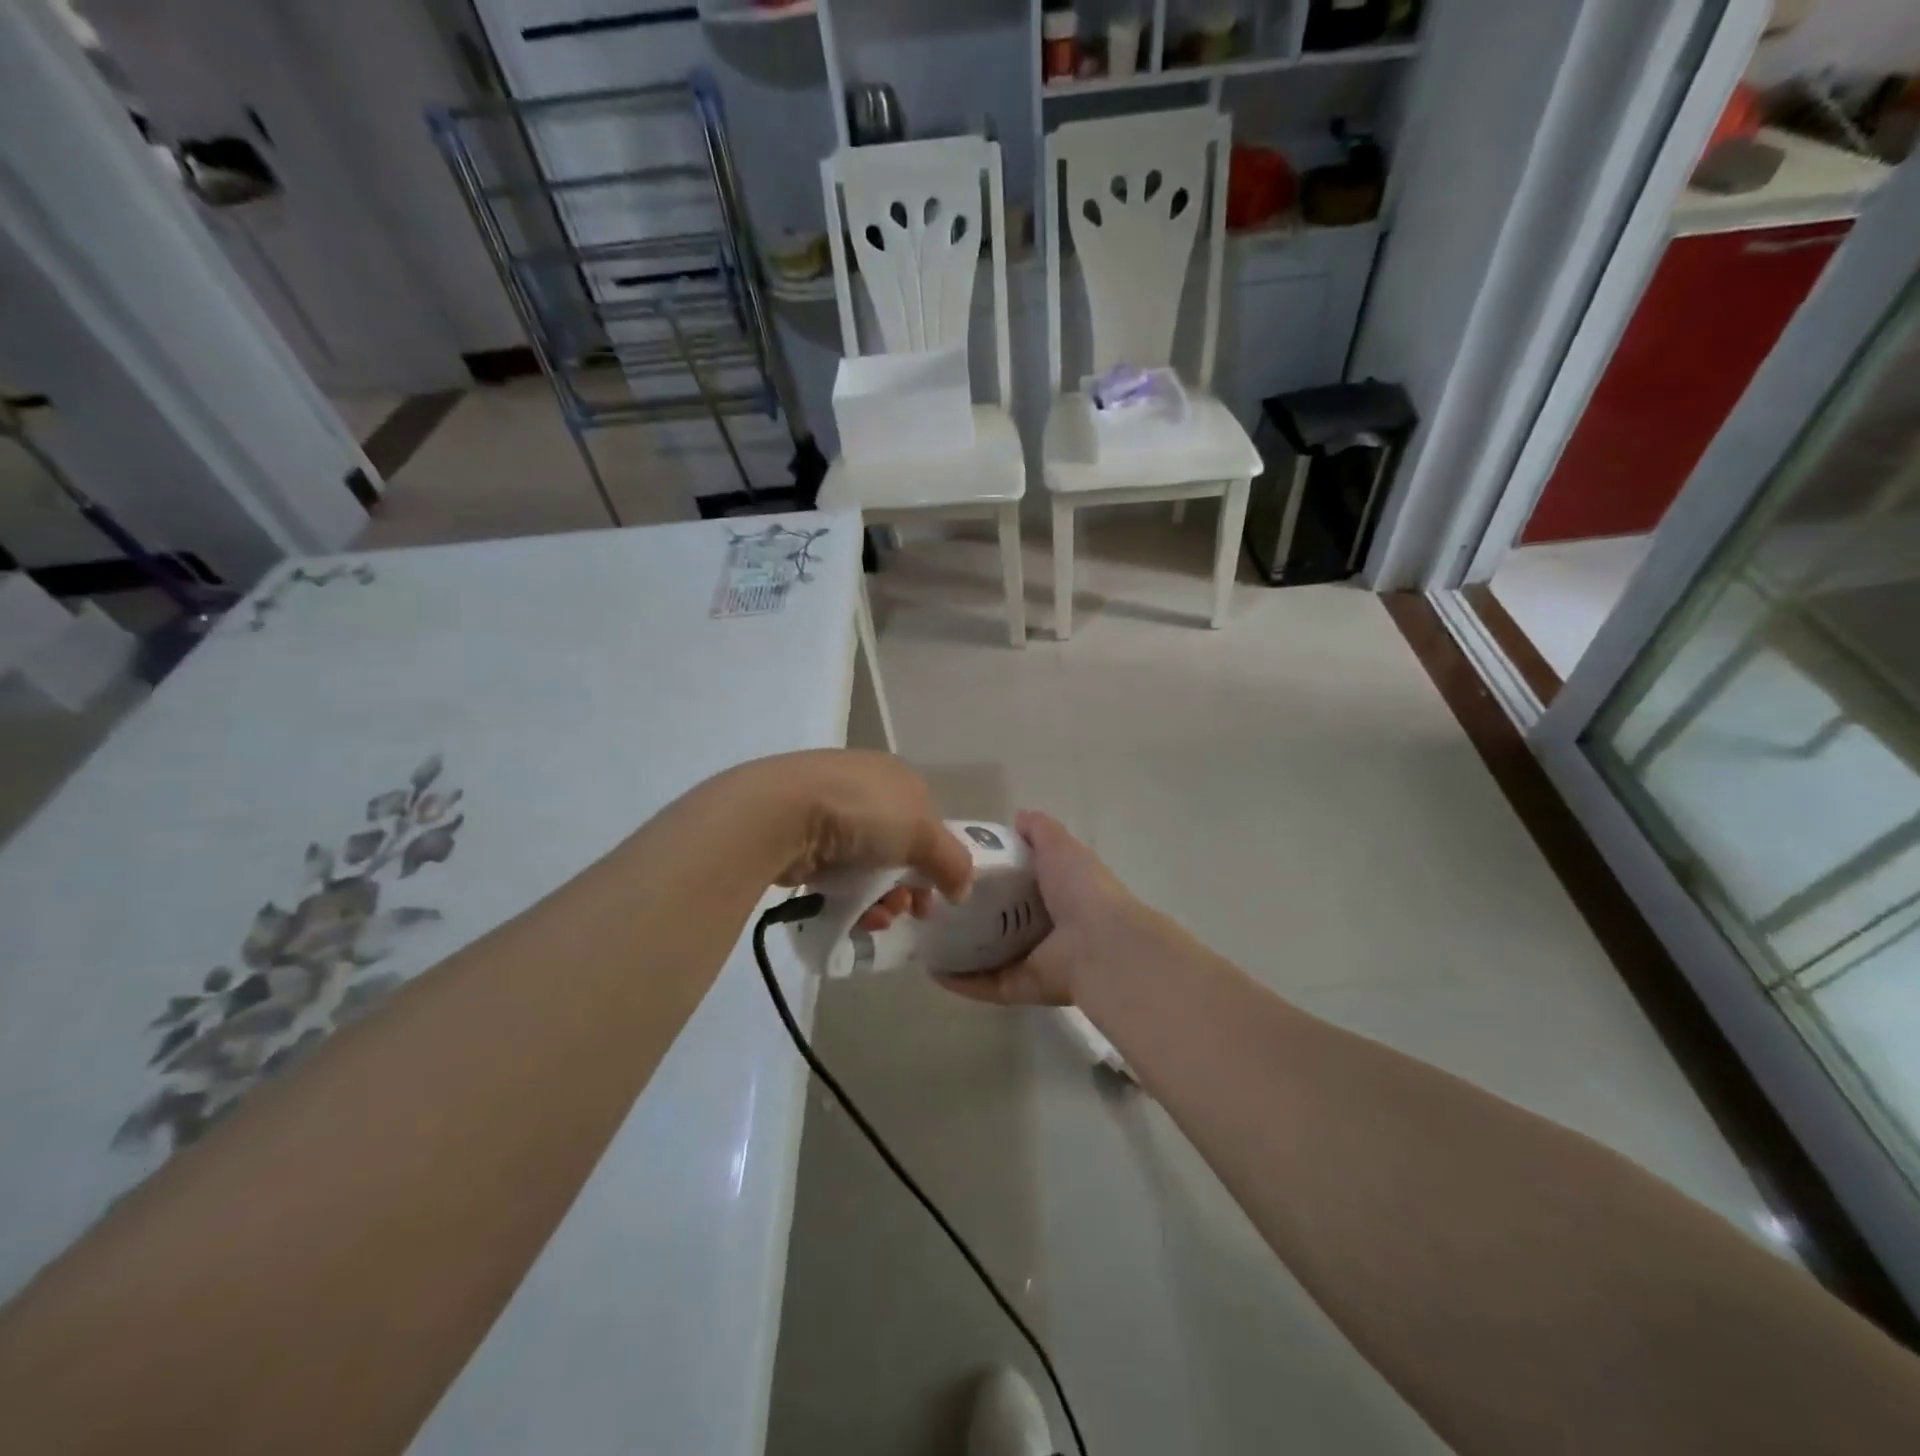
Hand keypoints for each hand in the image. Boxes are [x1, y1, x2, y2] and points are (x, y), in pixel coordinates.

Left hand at [720, 750, 972, 920]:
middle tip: (908, 912)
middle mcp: (864, 787)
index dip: (936, 859)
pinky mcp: (800, 836)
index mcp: (896, 775)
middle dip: (907, 885)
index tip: (935, 894)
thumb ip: (952, 862)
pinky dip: (847, 896)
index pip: (927, 820)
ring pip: (867, 864)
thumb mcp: (923, 834)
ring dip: (880, 897)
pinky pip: (834, 873)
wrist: (781, 813)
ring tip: (878, 918)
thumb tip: (962, 889)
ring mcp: (829, 810)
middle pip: (897, 847)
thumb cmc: (863, 813)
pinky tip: (853, 916)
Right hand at [937, 810, 1157, 1006]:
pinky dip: (960, 981)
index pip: (1019, 883)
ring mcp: (1032, 961)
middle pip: (1000, 920)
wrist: (1100, 945)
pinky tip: (931, 969)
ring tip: (924, 937)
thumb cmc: (1080, 889)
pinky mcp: (1020, 988)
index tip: (957, 865)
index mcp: (1056, 893)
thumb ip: (1039, 830)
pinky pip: (985, 984)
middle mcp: (1045, 928)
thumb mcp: (1059, 846)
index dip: (992, 874)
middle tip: (933, 901)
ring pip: (988, 956)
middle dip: (969, 913)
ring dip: (958, 949)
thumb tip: (1018, 817)